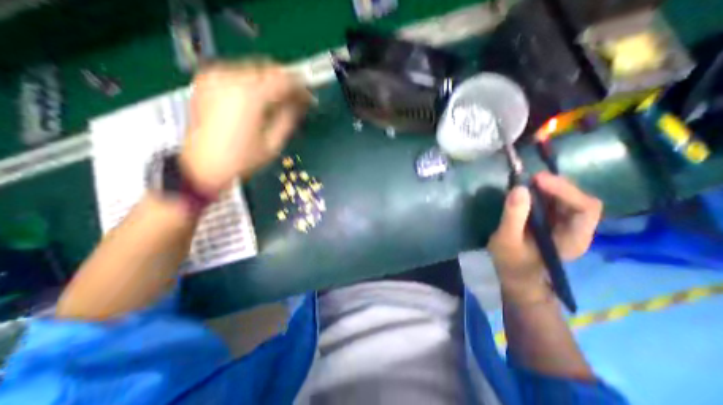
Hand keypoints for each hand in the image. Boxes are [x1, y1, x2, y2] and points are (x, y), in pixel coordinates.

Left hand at [181, 61, 309, 195]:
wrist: (202, 167)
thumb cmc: (240, 160)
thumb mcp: (273, 144)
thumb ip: (289, 118)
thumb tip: (300, 103)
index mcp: (249, 97)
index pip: (284, 80)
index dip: (300, 88)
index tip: (308, 97)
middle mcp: (229, 80)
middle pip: (268, 68)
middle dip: (286, 83)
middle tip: (296, 99)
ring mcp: (214, 78)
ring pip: (254, 68)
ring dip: (270, 82)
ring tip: (279, 100)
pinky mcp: (206, 82)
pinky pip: (237, 73)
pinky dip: (253, 83)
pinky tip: (259, 98)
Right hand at [488, 171, 601, 303]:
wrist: (516, 278)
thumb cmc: (511, 262)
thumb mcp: (507, 240)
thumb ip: (513, 216)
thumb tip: (519, 188)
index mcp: (572, 239)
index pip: (585, 208)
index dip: (565, 190)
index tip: (537, 180)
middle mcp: (576, 230)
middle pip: (579, 200)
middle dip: (557, 186)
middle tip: (531, 178)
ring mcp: (565, 226)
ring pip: (567, 200)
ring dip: (549, 188)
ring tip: (527, 182)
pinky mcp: (552, 223)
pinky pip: (553, 203)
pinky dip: (542, 194)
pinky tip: (527, 191)